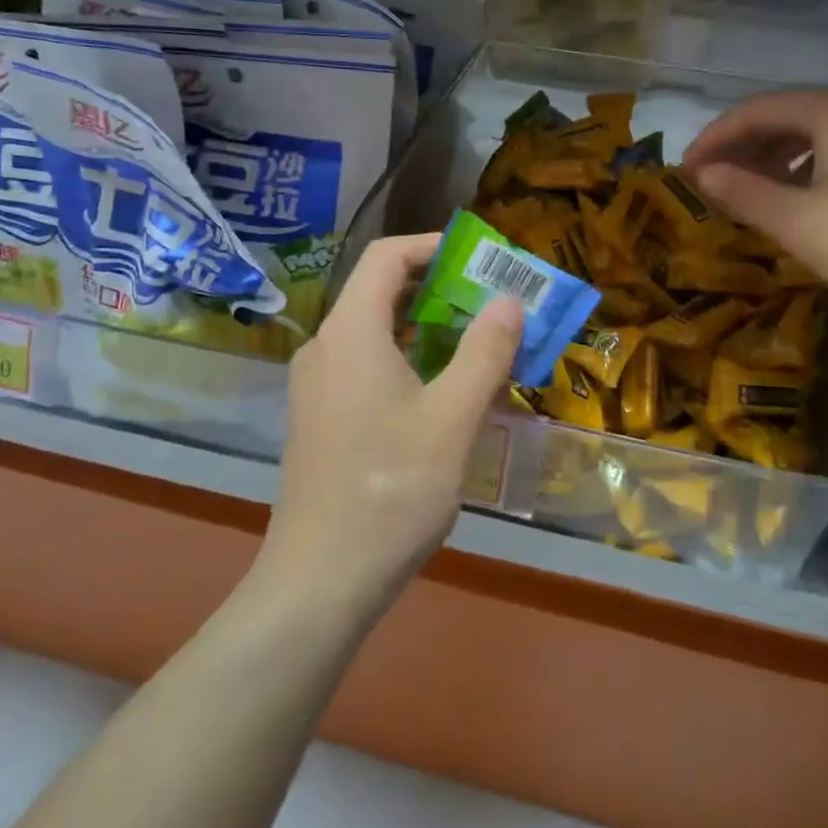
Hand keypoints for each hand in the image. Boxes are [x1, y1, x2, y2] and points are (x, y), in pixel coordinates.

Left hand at [261, 234, 523, 615]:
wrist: (319, 581)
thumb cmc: (390, 490)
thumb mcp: (452, 419)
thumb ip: (484, 352)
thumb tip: (510, 299)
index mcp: (350, 333)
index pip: (387, 257)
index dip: (433, 245)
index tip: (481, 258)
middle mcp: (325, 347)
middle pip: (381, 291)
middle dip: (440, 289)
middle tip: (493, 302)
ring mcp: (317, 385)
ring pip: (376, 331)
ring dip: (427, 328)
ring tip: (478, 344)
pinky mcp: (321, 417)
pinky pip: (366, 365)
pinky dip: (407, 360)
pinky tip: (443, 392)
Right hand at [681, 87, 827, 325]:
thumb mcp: (800, 223)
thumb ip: (744, 193)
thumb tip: (704, 173)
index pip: (755, 110)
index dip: (714, 138)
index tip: (685, 171)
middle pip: (788, 116)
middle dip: (744, 149)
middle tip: (713, 184)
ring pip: (818, 134)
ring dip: (777, 160)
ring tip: (751, 194)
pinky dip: (812, 168)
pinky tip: (804, 200)